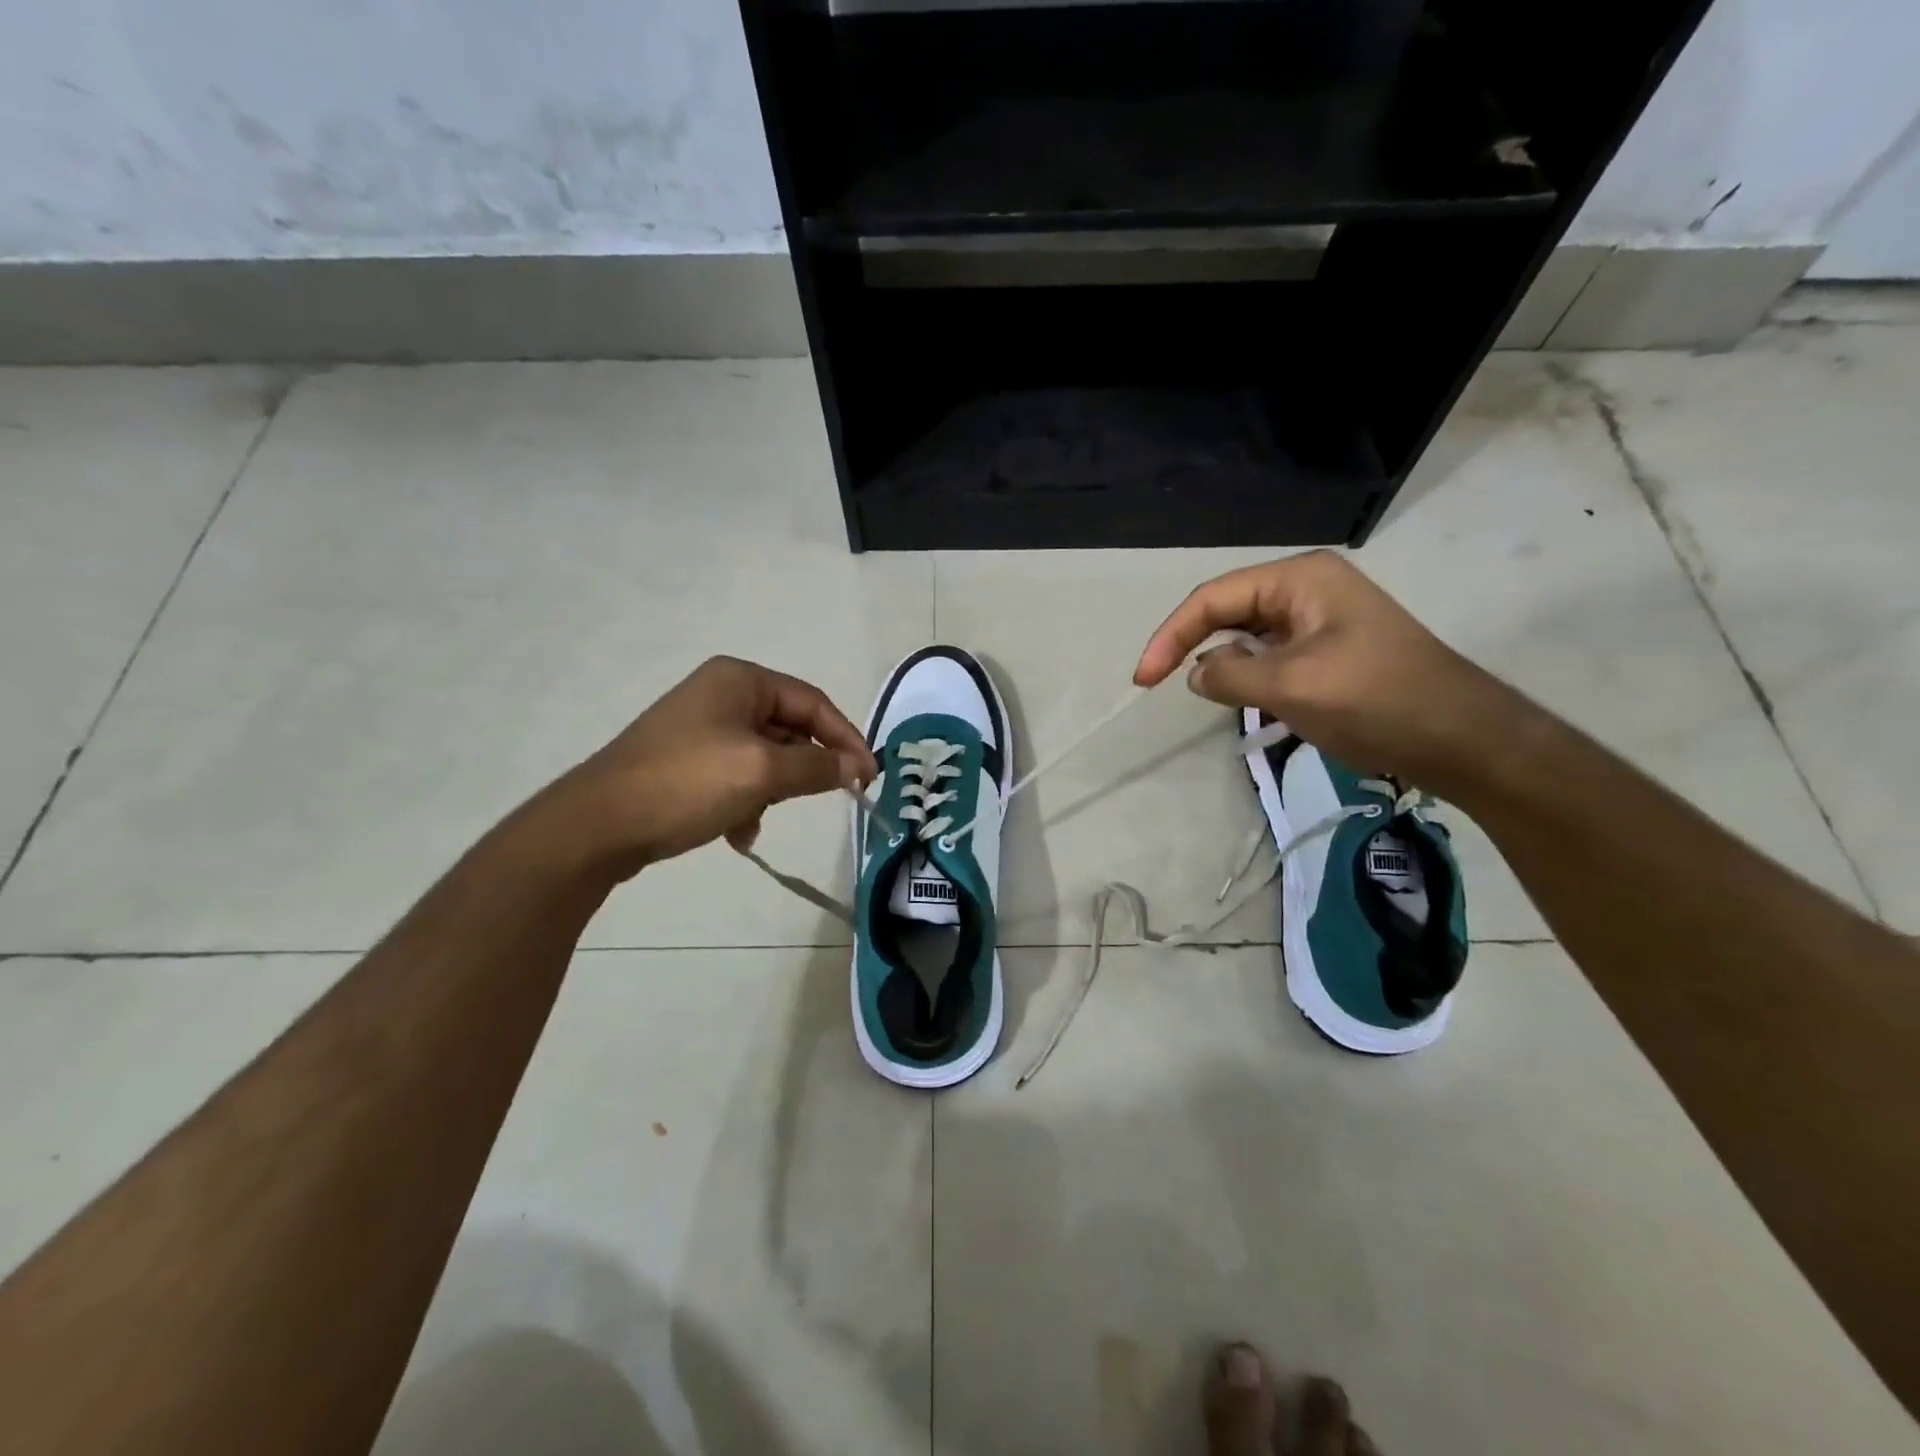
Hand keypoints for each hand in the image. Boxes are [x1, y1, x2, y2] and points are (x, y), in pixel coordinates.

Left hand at [547, 656, 875, 876]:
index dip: (846, 739)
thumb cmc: (687, 784)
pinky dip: (747, 800)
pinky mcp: (686, 760)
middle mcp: (721, 695)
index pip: (813, 703)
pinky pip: (737, 774)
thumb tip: (857, 767)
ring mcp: (700, 728)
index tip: (868, 778)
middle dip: (805, 768)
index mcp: (740, 680)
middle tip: (828, 799)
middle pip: (790, 729)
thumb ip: (818, 767)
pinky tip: (737, 832)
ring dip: (774, 789)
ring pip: (765, 756)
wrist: (598, 825)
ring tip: (761, 818)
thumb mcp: (762, 772)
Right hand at [1135, 550, 1519, 787]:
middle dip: (1193, 644)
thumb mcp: (1291, 686)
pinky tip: (1244, 698)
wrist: (1461, 737)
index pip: (1213, 598)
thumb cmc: (1375, 700)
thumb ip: (1230, 674)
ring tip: (1210, 695)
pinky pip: (1271, 655)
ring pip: (1248, 635)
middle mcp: (1307, 589)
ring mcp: (1320, 619)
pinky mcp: (1329, 650)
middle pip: (1228, 610)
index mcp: (1299, 579)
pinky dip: (1249, 675)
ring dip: (1223, 663)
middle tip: (1160, 683)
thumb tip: (1196, 672)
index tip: (1143, 679)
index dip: (1171, 635)